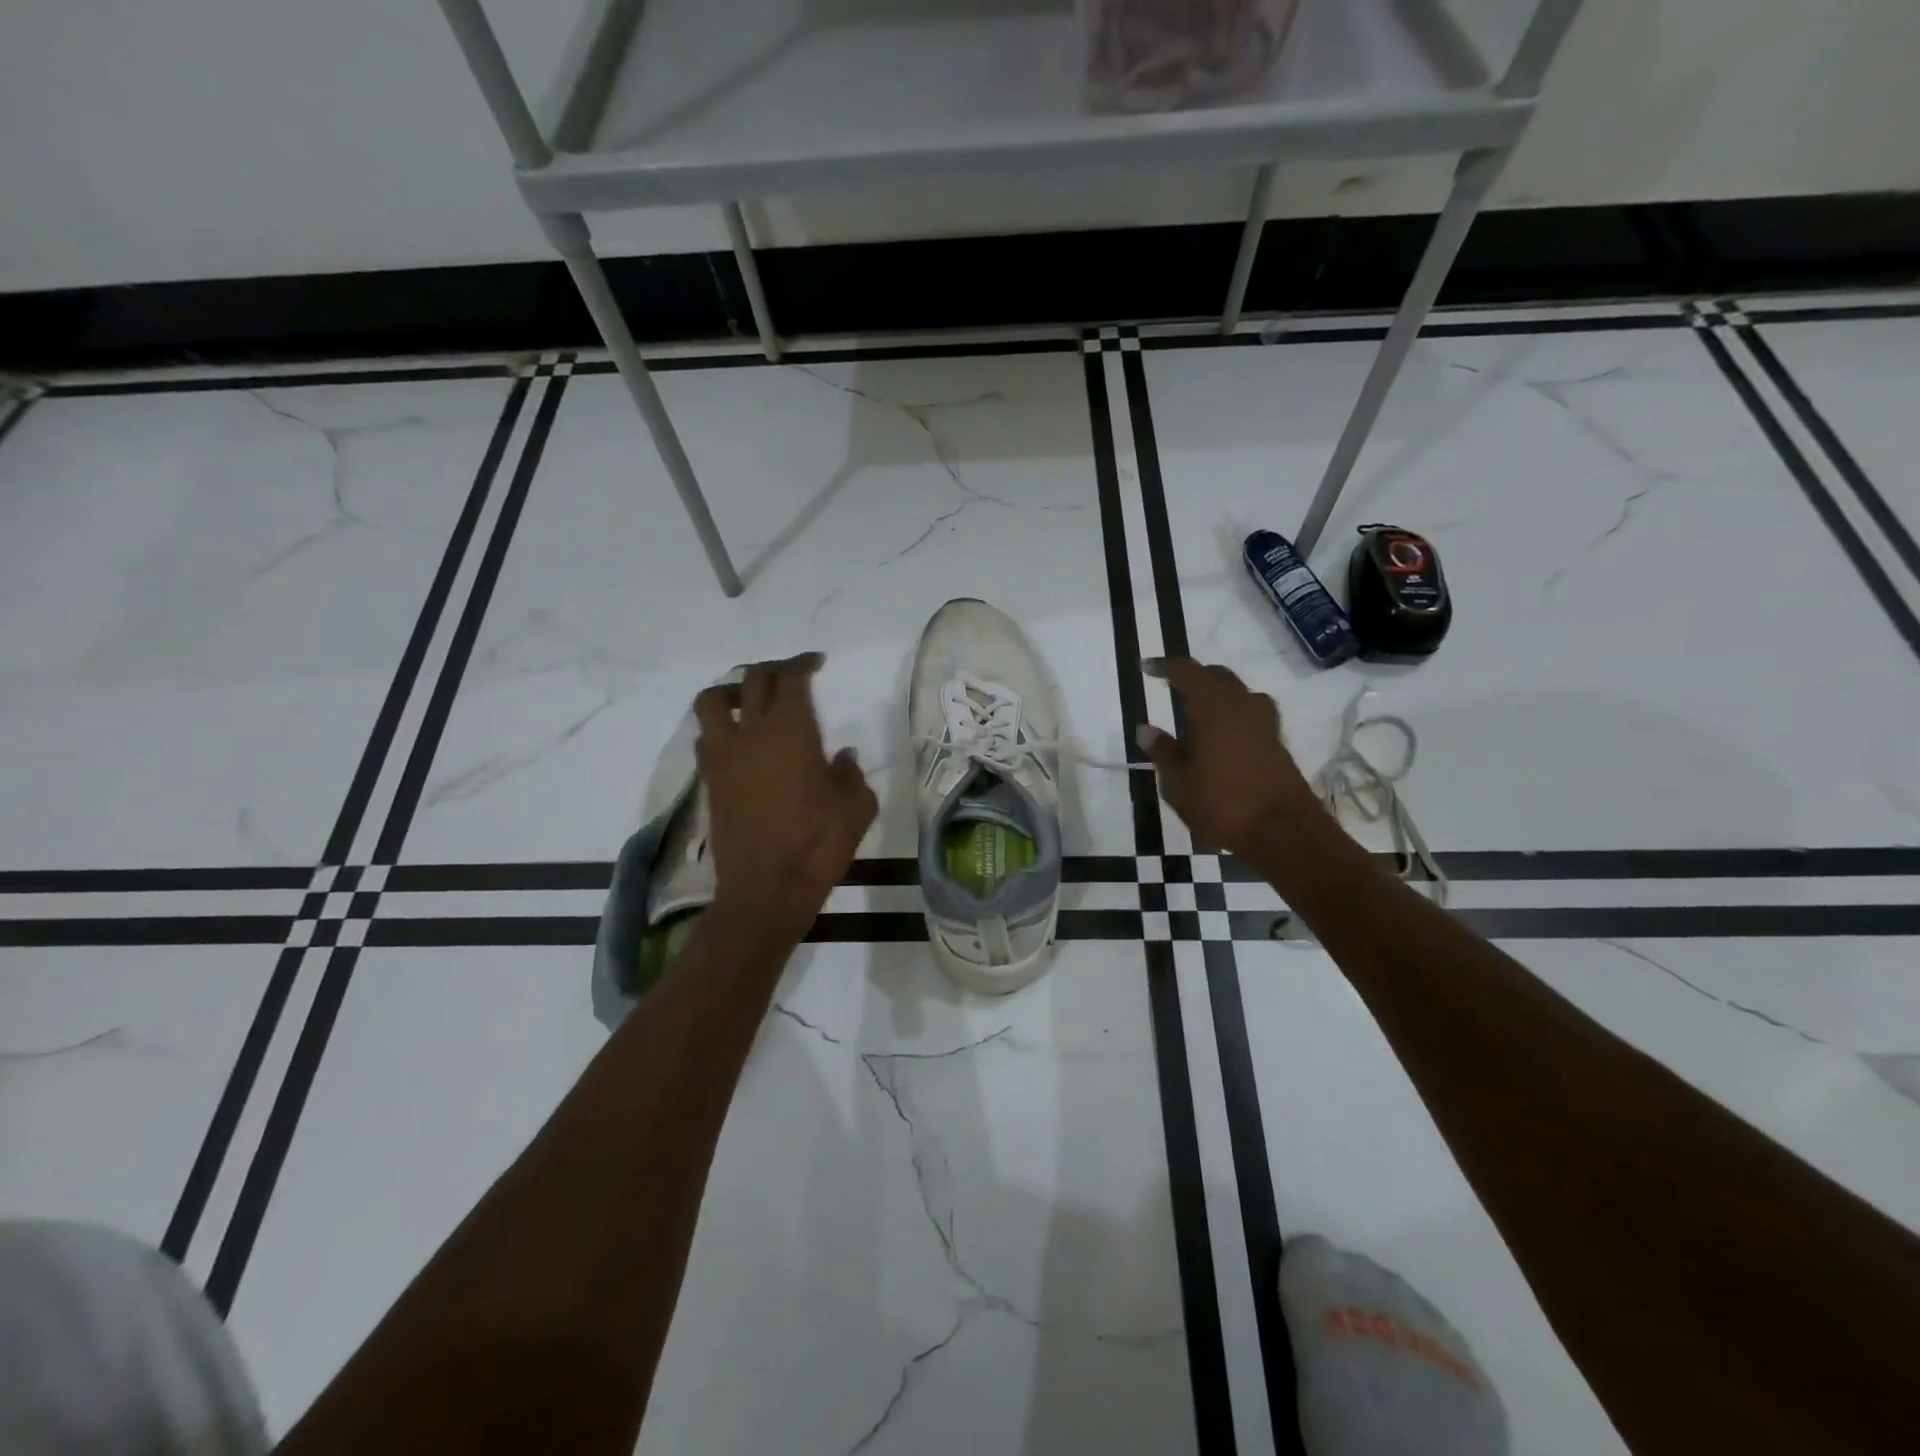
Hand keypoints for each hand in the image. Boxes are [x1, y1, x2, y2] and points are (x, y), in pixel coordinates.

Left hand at [694, 654, 877, 939]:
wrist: (766, 890)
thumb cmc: (818, 844)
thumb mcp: (856, 807)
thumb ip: (851, 773)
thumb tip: (841, 757)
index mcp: (791, 730)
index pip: (790, 677)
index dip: (803, 663)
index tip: (817, 664)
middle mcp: (750, 733)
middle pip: (751, 679)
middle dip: (773, 669)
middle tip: (792, 677)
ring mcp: (723, 756)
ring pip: (713, 701)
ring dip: (733, 691)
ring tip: (751, 701)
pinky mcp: (709, 781)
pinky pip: (706, 736)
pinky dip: (721, 726)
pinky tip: (740, 742)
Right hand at [1137, 657, 1320, 855]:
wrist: (1283, 831)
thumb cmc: (1221, 803)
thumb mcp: (1178, 782)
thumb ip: (1162, 752)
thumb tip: (1145, 729)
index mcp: (1213, 707)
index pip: (1187, 672)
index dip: (1166, 666)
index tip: (1147, 668)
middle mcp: (1241, 705)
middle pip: (1217, 676)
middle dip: (1194, 677)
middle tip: (1171, 687)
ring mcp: (1264, 723)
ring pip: (1237, 693)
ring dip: (1216, 694)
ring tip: (1196, 712)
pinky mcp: (1276, 742)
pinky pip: (1249, 714)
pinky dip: (1231, 714)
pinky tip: (1220, 736)